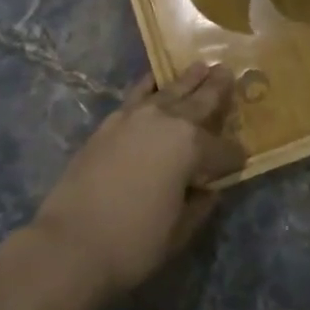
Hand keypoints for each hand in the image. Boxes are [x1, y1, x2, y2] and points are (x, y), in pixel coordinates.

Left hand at [32, 63, 243, 304]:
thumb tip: (208, 190)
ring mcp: (136, 117)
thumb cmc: (133, 243)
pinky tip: (154, 80)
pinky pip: (137, 94)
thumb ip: (199, 206)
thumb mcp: (179, 232)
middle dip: (217, 90)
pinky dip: (149, 85)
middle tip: (228, 71)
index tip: (239, 163)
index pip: (224, 150)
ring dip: (187, 79)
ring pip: (170, 90)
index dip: (234, 158)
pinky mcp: (111, 122)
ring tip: (200, 66)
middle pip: (200, 102)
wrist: (70, 244)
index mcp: (192, 148)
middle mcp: (168, 122)